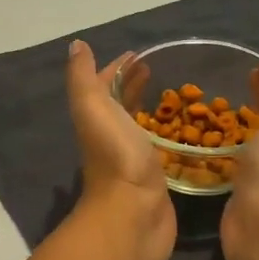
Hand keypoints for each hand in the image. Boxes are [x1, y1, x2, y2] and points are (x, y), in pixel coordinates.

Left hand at [67, 40, 176, 259]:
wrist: (133, 213)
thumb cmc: (116, 155)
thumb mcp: (93, 108)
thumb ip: (83, 77)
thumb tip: (76, 45)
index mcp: (96, 119)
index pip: (103, 86)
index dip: (116, 69)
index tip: (138, 54)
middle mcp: (111, 138)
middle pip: (119, 106)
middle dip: (133, 86)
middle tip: (155, 69)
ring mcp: (133, 160)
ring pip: (139, 127)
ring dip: (149, 110)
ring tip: (174, 95)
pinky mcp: (154, 179)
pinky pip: (159, 149)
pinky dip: (166, 136)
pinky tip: (182, 131)